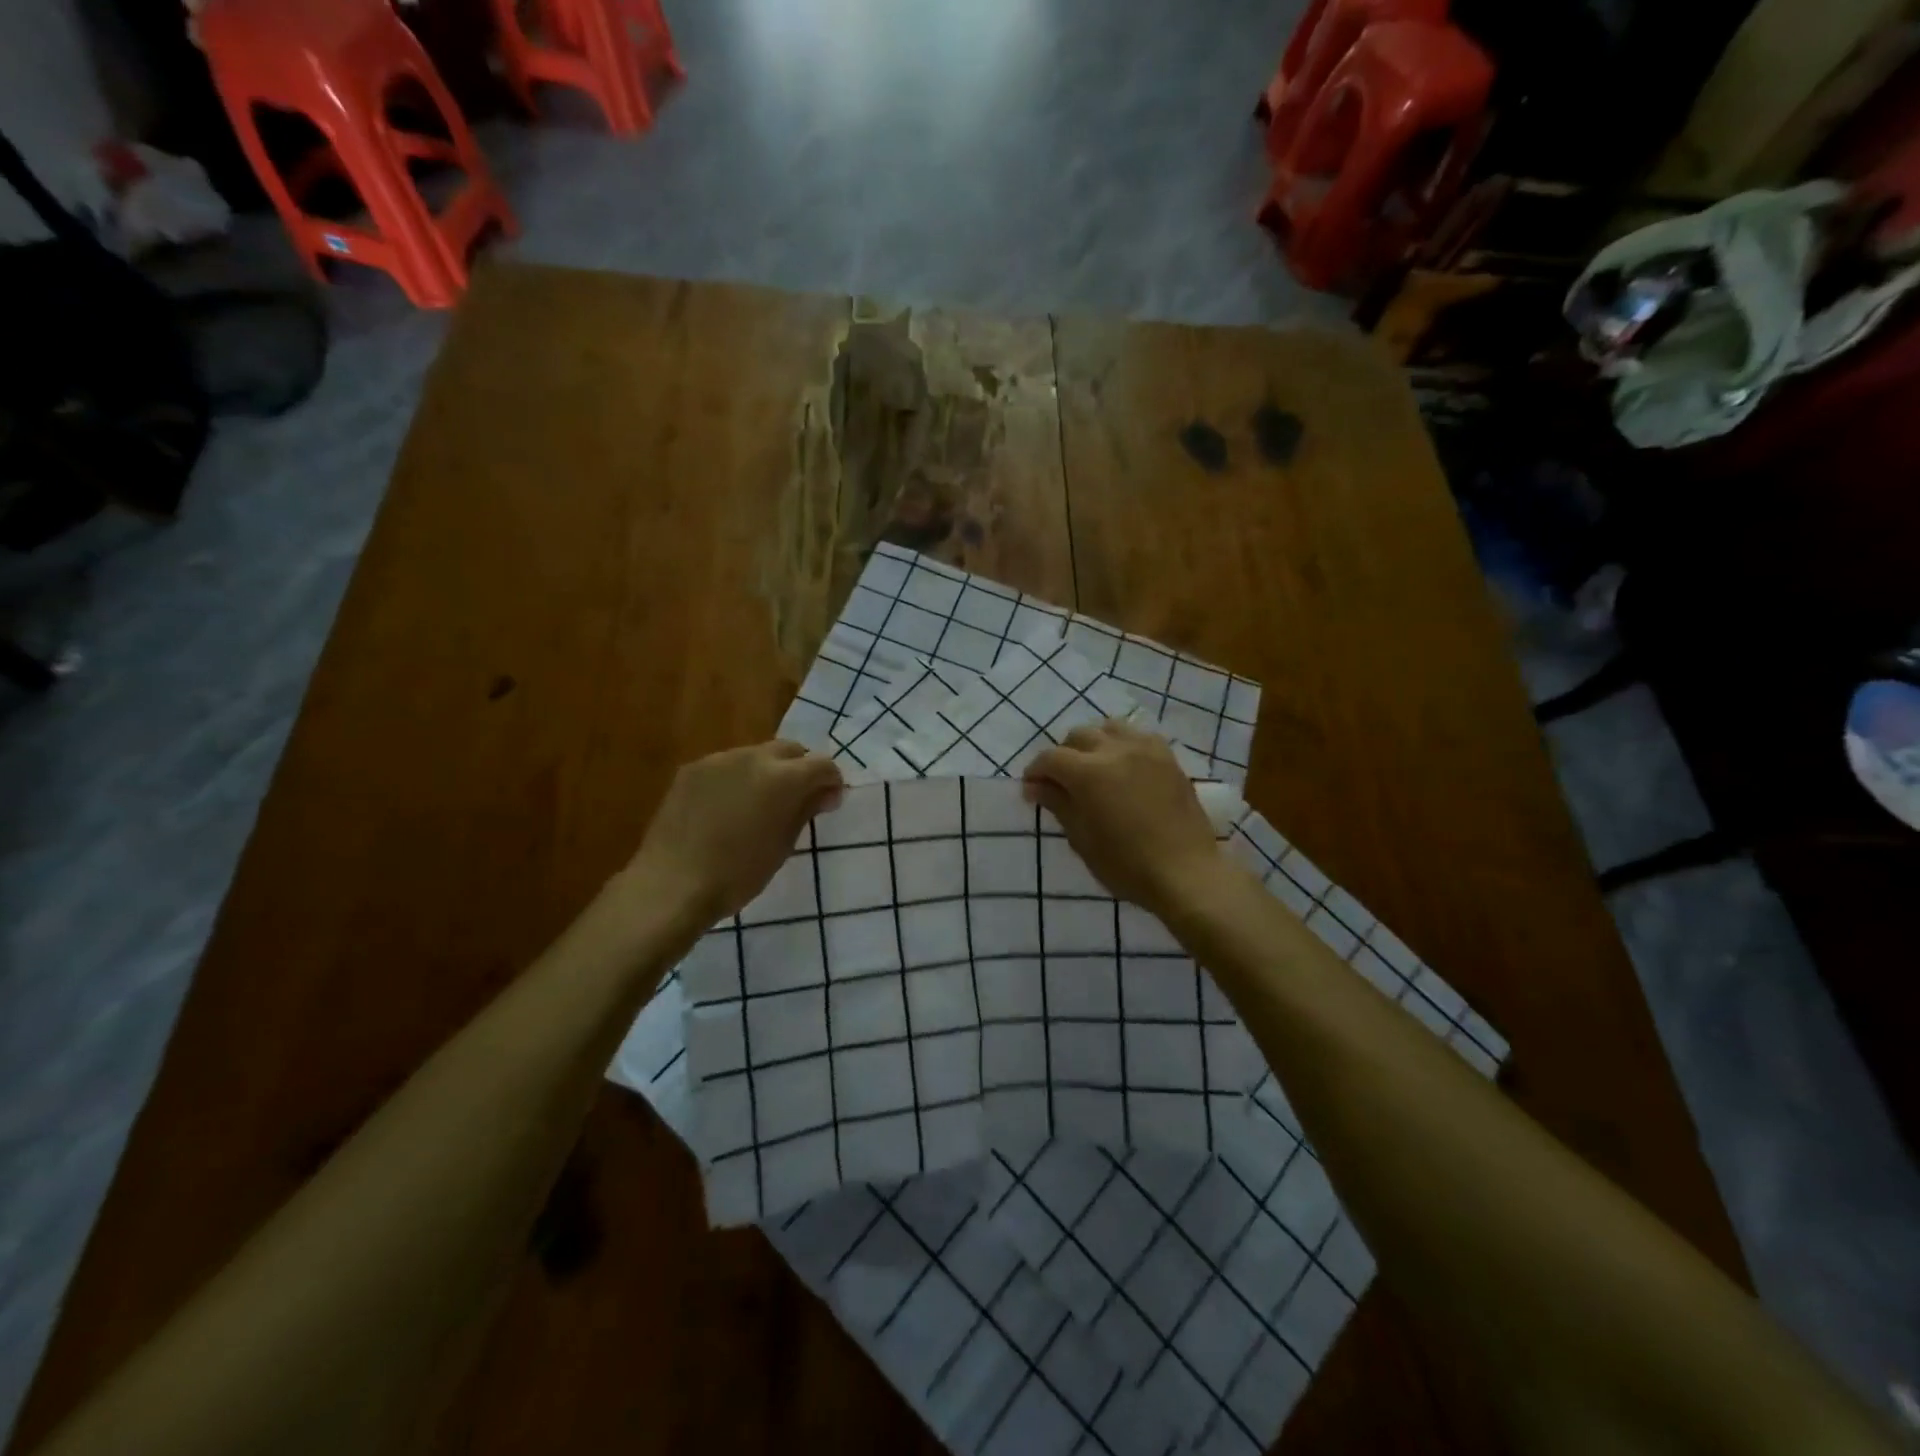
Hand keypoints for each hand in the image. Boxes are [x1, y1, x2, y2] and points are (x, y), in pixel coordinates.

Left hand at [626, 741, 842, 923]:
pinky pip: (726, 766)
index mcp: (783, 778)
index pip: (822, 764)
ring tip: (759, 804)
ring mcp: (718, 760)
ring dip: (767, 772)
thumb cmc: (738, 874)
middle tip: (798, 800)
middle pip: (789, 750)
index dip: (831, 782)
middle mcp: (753, 757)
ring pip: (756, 755)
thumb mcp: (783, 845)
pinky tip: (727, 808)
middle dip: (800, 769)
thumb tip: (825, 793)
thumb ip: (806, 810)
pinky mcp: (691, 770)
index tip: (828, 803)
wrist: (672, 884)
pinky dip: (737, 779)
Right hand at [1023, 720, 1223, 918]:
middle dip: (1063, 755)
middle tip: (1062, 783)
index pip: (1050, 758)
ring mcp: (1145, 749)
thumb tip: (1035, 786)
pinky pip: (1138, 736)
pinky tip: (1123, 767)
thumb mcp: (1082, 839)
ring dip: (1094, 743)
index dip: (1035, 771)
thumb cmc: (1126, 864)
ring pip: (1109, 728)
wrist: (1186, 873)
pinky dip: (1122, 744)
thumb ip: (1058, 804)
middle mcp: (1115, 750)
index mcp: (1089, 772)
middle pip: (1078, 736)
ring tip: (1094, 768)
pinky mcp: (1168, 757)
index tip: (1032, 789)